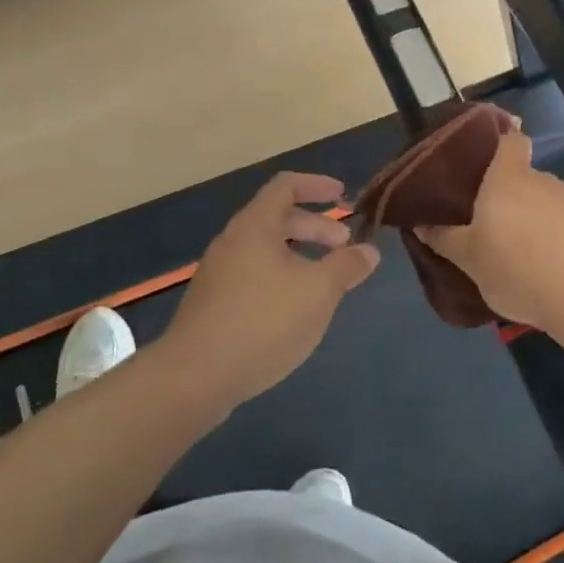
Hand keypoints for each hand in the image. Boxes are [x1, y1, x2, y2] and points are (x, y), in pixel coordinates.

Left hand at [159, 172, 380, 412]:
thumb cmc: (263, 321)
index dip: (316, 185)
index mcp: (255, 225)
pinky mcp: (213, 303)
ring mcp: (219, 273)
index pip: (286, 185)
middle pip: (277, 218)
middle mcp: (233, 240)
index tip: (342, 195)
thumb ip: (346, 266)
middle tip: (344, 245)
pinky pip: (253, 274)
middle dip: (315, 226)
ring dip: (299, 255)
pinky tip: (295, 309)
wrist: (195, 377)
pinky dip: (281, 277)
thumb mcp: (318, 291)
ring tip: (325, 280)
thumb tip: (369, 251)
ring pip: (265, 249)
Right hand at [417, 131, 563, 340]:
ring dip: (548, 223)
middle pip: (530, 180)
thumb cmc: (518, 271)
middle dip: (519, 202)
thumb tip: (420, 223)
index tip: (494, 162)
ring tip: (540, 262)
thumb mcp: (470, 261)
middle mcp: (546, 180)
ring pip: (557, 205)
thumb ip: (445, 239)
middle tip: (506, 236)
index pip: (511, 142)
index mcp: (508, 179)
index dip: (504, 145)